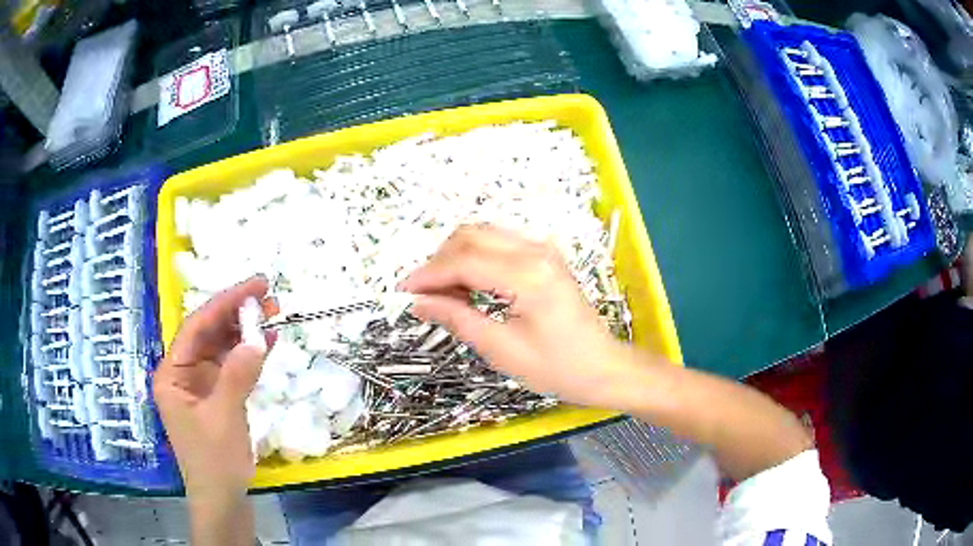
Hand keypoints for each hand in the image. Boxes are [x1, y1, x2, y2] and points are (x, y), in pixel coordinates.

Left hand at [153, 276, 275, 495]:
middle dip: (237, 314)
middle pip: (210, 334)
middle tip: (268, 296)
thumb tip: (259, 338)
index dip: (225, 303)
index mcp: (172, 373)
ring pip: (223, 348)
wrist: (223, 500)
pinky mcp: (218, 397)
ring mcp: (201, 385)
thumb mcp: (224, 417)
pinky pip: (233, 368)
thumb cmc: (214, 461)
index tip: (254, 286)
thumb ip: (237, 375)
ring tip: (274, 313)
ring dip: (246, 332)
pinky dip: (249, 356)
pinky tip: (268, 343)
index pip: (197, 327)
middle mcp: (183, 374)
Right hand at [399, 225, 642, 407]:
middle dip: (439, 261)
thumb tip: (419, 302)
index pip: (463, 261)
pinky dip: (475, 258)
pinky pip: (498, 244)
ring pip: (483, 234)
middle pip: (470, 236)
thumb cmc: (557, 367)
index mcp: (527, 275)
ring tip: (445, 294)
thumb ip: (458, 318)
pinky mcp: (544, 256)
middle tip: (424, 295)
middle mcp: (535, 251)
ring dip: (456, 257)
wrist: (602, 367)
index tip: (403, 291)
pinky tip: (469, 286)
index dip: (428, 274)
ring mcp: (542, 250)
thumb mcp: (502, 349)